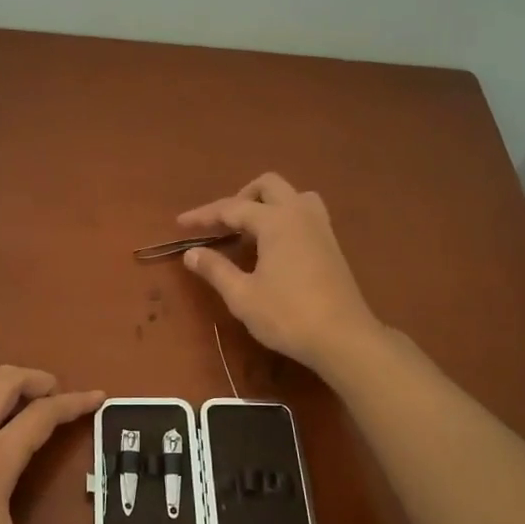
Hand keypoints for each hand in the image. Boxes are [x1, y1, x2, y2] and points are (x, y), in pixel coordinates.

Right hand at [177, 173, 383, 374]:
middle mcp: (300, 214)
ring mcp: (321, 227)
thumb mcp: (243, 296)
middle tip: (222, 224)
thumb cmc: (288, 315)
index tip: (181, 223)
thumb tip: (191, 253)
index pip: (232, 208)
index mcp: (276, 221)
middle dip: (240, 198)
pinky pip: (306, 214)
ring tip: (251, 231)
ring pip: (293, 196)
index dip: (204, 215)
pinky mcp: (331, 245)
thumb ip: (215, 270)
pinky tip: (274, 247)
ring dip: (268, 204)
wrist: (343, 338)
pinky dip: (285, 218)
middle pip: (268, 186)